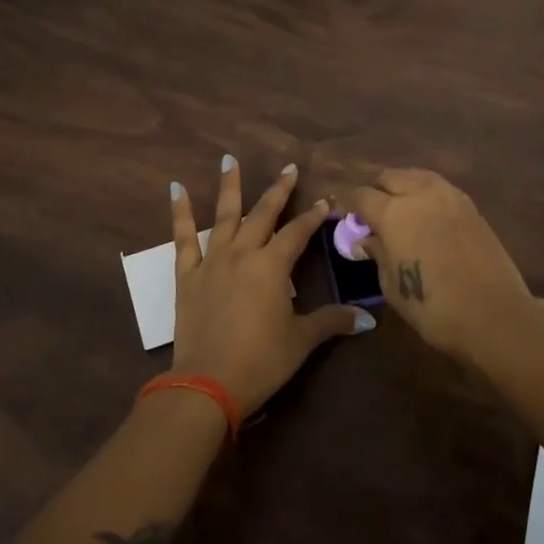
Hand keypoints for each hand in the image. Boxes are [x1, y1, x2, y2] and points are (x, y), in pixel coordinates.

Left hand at [170, 157, 370, 415]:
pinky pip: (183, 238)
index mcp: (273, 266)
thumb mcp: (301, 341)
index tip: (324, 201)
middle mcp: (243, 254)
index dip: (313, 216)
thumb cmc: (261, 361)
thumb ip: (331, 322)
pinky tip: (177, 189)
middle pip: (263, 215)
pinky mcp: (187, 275)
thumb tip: (367, 319)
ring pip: (223, 216)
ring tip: (229, 159)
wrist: (208, 383)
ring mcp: (212, 261)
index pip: (298, 233)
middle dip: (279, 191)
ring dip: (229, 187)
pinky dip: (180, 213)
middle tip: (289, 168)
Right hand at [342, 169, 537, 363]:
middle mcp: (420, 194)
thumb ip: (377, 253)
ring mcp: (450, 196)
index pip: (361, 195)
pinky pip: (440, 189)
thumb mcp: (391, 284)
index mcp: (393, 212)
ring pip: (417, 176)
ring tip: (399, 209)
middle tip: (371, 212)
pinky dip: (426, 195)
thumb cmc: (432, 306)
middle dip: (376, 190)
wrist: (493, 314)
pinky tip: (425, 215)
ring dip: (403, 187)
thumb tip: (366, 239)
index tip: (342, 214)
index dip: (347, 203)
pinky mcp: (471, 207)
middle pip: (390, 177)